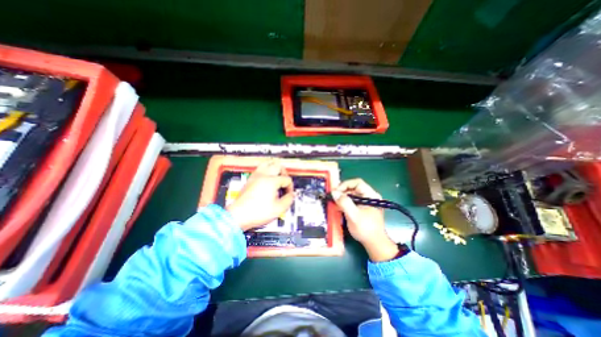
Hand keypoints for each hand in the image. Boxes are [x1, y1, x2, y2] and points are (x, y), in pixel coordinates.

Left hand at [227, 161, 295, 231]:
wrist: (238, 216)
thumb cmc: (258, 212)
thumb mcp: (278, 209)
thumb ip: (288, 200)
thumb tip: (291, 195)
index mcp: (272, 181)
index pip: (286, 179)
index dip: (290, 187)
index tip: (288, 195)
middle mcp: (264, 175)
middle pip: (278, 166)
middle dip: (284, 173)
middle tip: (285, 182)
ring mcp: (256, 175)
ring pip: (268, 163)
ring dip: (275, 168)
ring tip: (277, 176)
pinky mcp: (250, 179)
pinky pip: (260, 168)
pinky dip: (266, 170)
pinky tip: (267, 178)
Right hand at [328, 177, 397, 261]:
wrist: (374, 244)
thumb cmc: (366, 229)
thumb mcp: (354, 216)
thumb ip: (344, 203)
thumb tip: (334, 192)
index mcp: (371, 195)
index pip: (357, 183)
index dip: (345, 185)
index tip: (335, 191)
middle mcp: (369, 196)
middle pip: (353, 188)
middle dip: (342, 191)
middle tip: (332, 196)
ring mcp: (365, 202)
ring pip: (351, 194)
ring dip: (342, 197)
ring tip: (333, 202)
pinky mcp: (362, 207)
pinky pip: (352, 201)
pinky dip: (344, 202)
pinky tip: (338, 206)